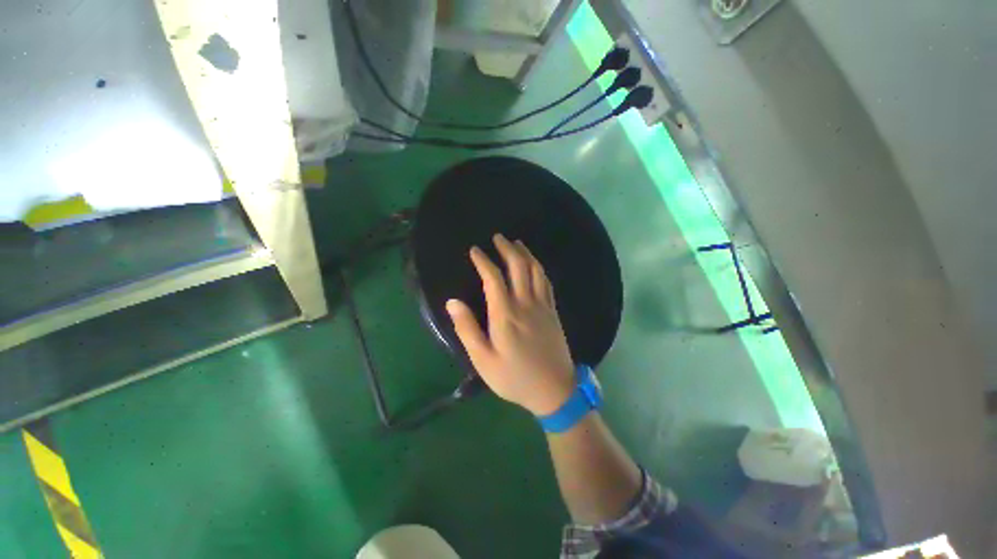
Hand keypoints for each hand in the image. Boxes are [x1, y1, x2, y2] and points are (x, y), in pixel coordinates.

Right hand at [446, 234, 575, 415]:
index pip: (493, 278)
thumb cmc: (514, 377)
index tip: (475, 250)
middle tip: (497, 237)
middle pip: (518, 267)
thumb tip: (453, 302)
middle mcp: (525, 303)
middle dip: (507, 249)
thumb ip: (467, 329)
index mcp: (505, 314)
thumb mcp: (483, 360)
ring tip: (516, 243)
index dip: (483, 261)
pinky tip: (535, 264)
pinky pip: (546, 282)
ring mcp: (542, 306)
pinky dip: (539, 267)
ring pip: (535, 270)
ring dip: (525, 254)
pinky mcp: (552, 311)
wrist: (555, 389)